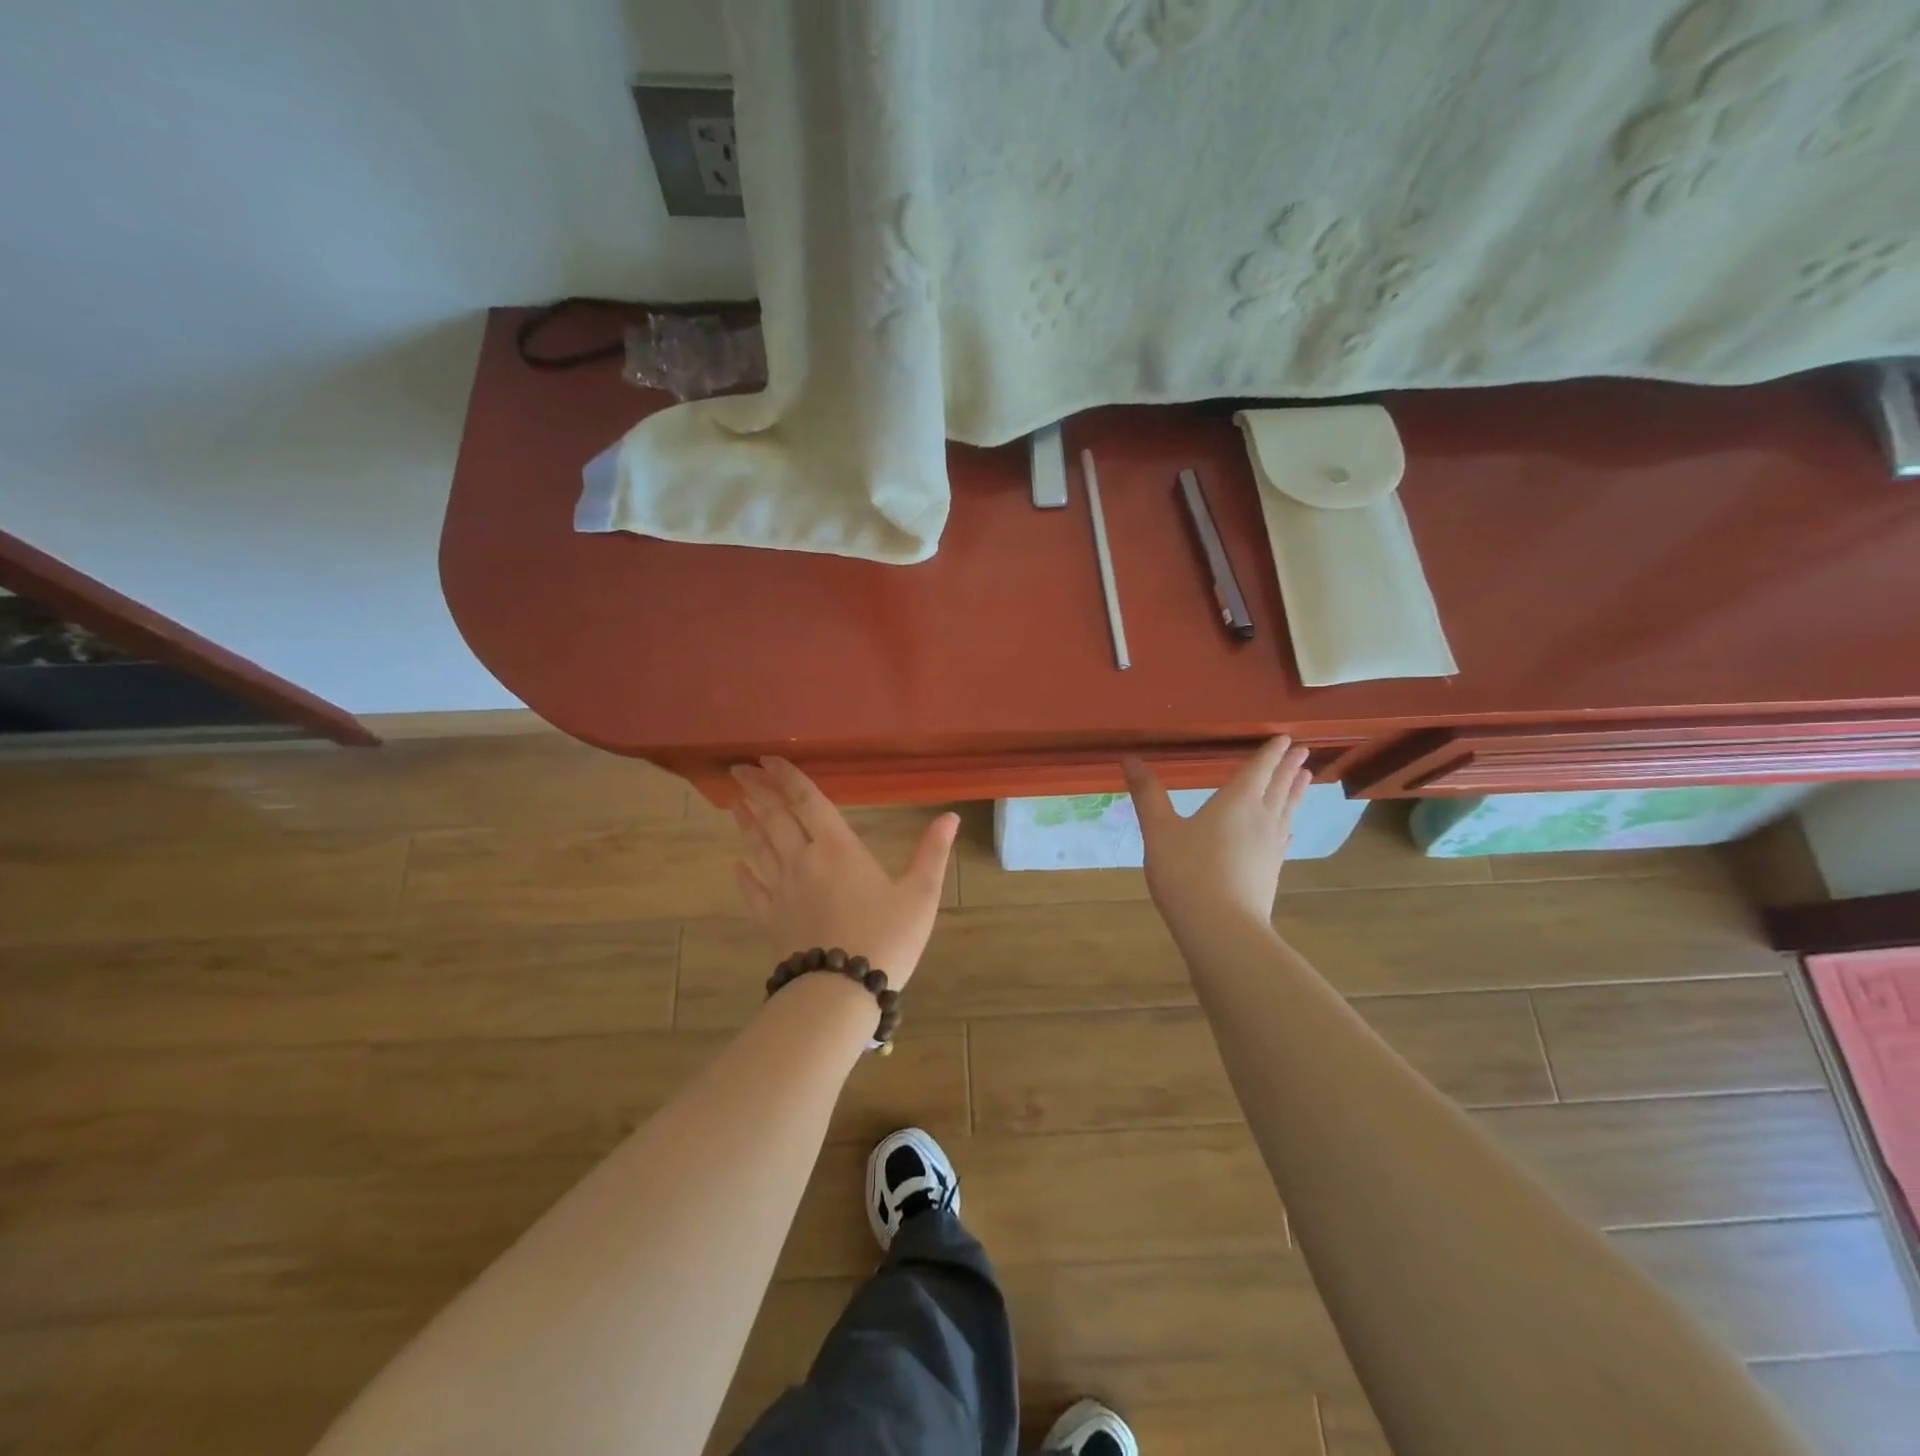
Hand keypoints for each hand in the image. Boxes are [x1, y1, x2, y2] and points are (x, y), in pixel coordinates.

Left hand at [730, 757, 958, 986]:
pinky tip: (736, 867)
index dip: (787, 777)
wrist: (840, 994)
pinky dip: (744, 876)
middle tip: (739, 771)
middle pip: (774, 817)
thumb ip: (932, 852)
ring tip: (734, 804)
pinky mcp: (771, 920)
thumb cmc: (885, 939)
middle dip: (757, 791)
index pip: (806, 801)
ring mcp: (781, 891)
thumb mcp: (921, 894)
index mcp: (837, 847)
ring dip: (747, 824)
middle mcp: (802, 860)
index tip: (766, 759)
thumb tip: (951, 816)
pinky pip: (753, 892)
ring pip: (759, 848)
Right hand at [1122, 736, 1312, 932]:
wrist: (1222, 929)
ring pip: (1287, 810)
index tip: (1285, 738)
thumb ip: (1147, 794)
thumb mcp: (1159, 831)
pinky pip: (1284, 837)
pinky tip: (1288, 829)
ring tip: (1306, 777)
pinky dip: (1288, 825)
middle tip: (1300, 751)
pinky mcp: (1271, 870)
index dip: (1270, 752)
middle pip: (1278, 787)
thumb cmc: (1187, 873)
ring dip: (1295, 791)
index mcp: (1236, 802)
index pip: (1258, 769)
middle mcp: (1260, 818)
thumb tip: (1129, 758)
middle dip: (1287, 767)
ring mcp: (1270, 846)